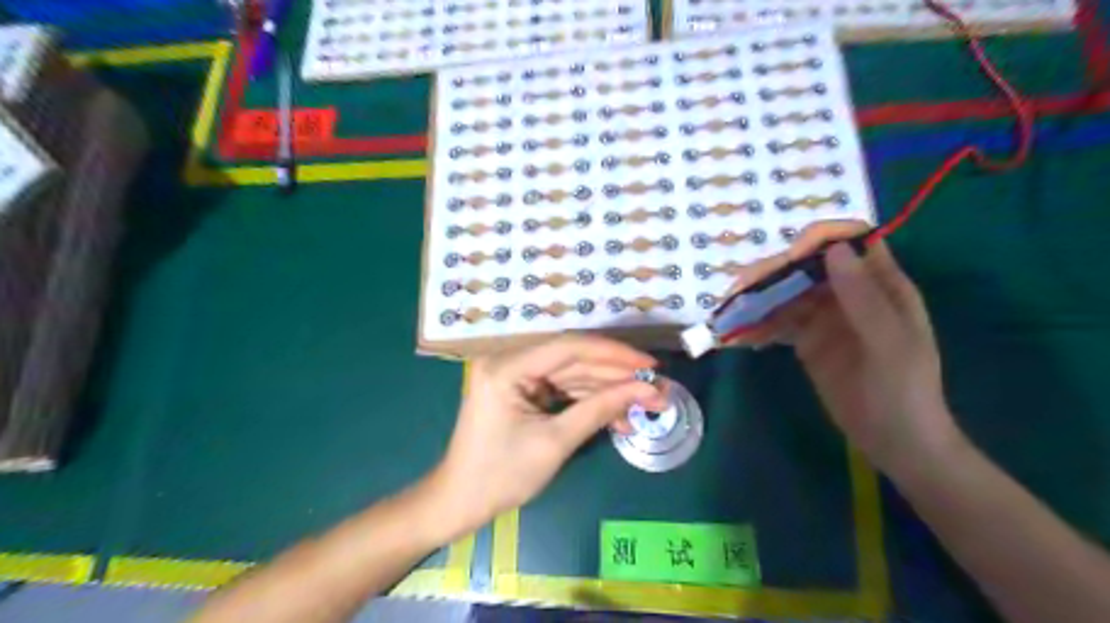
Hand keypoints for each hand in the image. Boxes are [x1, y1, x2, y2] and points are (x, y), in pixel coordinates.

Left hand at [428, 336, 660, 534]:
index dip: (615, 354)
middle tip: (655, 386)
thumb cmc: (502, 476)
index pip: (569, 348)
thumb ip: (601, 409)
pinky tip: (618, 415)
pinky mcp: (521, 390)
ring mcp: (515, 375)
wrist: (461, 502)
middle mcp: (509, 361)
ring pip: (571, 374)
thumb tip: (646, 390)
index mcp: (506, 367)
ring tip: (644, 403)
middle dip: (616, 375)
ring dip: (607, 390)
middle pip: (573, 359)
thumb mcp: (556, 442)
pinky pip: (561, 388)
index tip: (650, 365)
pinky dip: (588, 401)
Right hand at [744, 232, 964, 470]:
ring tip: (729, 311)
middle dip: (773, 272)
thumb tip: (833, 250)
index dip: (820, 240)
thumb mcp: (889, 344)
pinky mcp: (806, 340)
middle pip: (807, 266)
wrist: (895, 441)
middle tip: (739, 289)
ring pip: (787, 293)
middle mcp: (849, 293)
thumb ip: (863, 298)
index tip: (789, 258)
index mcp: (880, 285)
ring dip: (757, 298)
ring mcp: (824, 317)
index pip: (851, 242)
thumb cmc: (904, 390)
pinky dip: (757, 326)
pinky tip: (738, 336)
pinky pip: (778, 323)